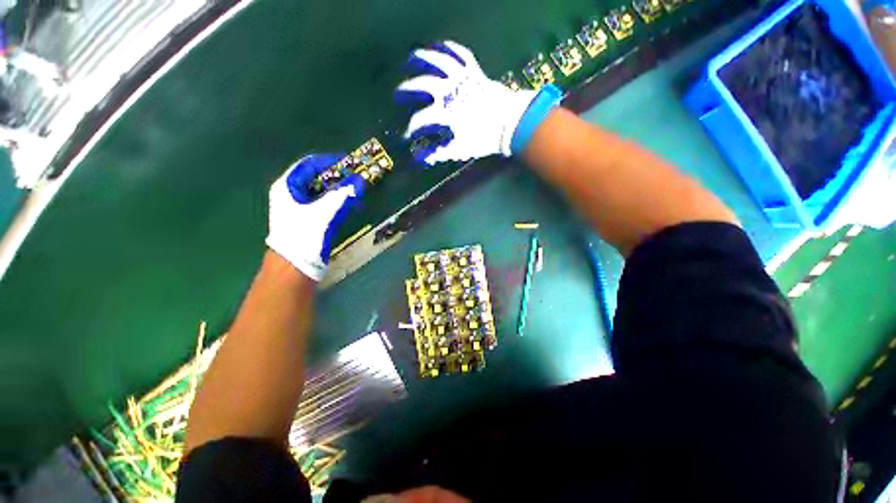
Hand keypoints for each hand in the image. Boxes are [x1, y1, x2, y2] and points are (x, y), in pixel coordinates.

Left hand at [266, 154, 363, 280]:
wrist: (294, 267)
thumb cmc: (305, 236)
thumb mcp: (325, 212)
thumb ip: (343, 195)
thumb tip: (361, 181)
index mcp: (287, 186)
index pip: (309, 164)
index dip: (330, 160)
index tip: (350, 162)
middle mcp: (290, 193)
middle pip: (315, 177)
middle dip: (337, 176)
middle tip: (356, 176)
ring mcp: (297, 207)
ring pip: (320, 191)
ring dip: (338, 189)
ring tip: (356, 188)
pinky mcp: (306, 219)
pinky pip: (323, 202)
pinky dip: (336, 200)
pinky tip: (349, 203)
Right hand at [395, 41, 538, 164]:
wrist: (511, 123)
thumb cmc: (485, 138)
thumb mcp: (462, 149)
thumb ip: (441, 152)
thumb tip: (423, 158)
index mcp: (446, 113)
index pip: (420, 120)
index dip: (410, 129)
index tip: (405, 137)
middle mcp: (450, 92)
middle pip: (421, 85)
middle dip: (406, 90)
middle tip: (398, 95)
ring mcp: (462, 78)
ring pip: (438, 62)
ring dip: (422, 59)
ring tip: (411, 59)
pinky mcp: (474, 71)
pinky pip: (460, 54)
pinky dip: (450, 48)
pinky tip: (441, 46)